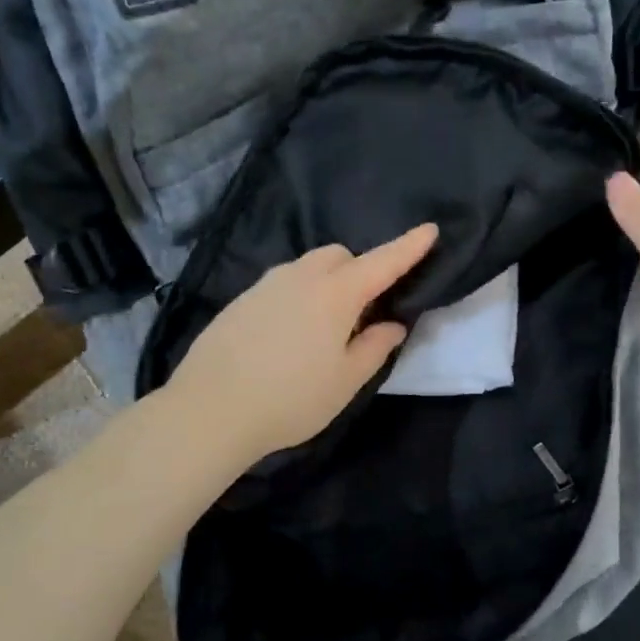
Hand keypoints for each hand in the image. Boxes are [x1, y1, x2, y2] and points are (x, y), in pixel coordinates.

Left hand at [168, 223, 439, 467]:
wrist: (209, 411)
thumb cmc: (291, 399)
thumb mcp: (345, 381)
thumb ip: (374, 348)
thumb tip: (391, 325)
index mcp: (335, 294)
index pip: (382, 262)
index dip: (409, 247)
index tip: (430, 229)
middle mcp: (300, 278)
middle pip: (339, 255)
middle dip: (360, 269)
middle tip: (364, 309)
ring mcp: (264, 286)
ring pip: (306, 267)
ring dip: (327, 281)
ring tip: (325, 326)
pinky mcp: (239, 301)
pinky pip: (281, 284)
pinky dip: (298, 295)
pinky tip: (289, 335)